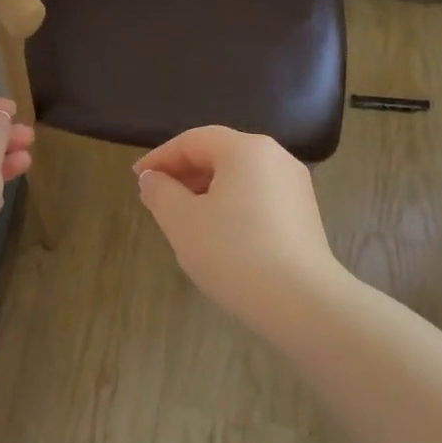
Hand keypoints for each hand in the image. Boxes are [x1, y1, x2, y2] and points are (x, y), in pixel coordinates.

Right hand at [133, 126, 339, 322]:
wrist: (300, 302)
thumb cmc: (233, 252)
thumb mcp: (182, 221)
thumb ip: (160, 192)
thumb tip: (152, 178)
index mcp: (246, 149)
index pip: (193, 141)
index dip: (161, 157)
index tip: (138, 178)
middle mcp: (276, 157)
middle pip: (220, 154)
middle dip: (184, 173)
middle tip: (157, 198)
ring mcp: (295, 186)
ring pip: (240, 177)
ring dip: (206, 191)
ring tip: (183, 219)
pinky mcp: (304, 215)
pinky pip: (258, 197)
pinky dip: (231, 205)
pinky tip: (218, 235)